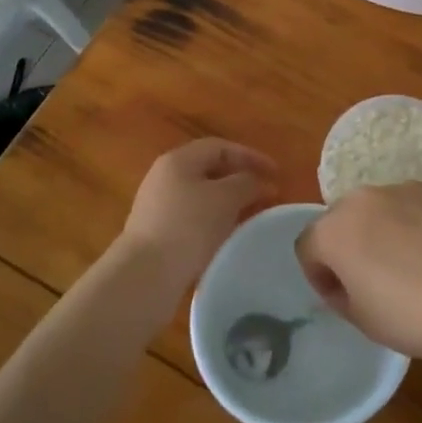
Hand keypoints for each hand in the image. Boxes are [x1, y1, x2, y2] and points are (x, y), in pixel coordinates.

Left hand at [120, 138, 277, 280]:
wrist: (145, 275)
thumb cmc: (188, 226)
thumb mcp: (225, 198)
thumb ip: (247, 183)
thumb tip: (259, 182)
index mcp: (178, 160)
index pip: (219, 147)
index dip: (250, 156)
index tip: (276, 173)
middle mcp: (164, 177)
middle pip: (209, 169)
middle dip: (241, 179)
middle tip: (267, 194)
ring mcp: (158, 206)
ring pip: (202, 195)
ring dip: (229, 202)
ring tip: (253, 216)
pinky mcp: (158, 233)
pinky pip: (194, 217)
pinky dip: (216, 221)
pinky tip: (229, 236)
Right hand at [296, 183, 421, 360]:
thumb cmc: (409, 315)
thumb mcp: (360, 318)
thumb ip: (339, 292)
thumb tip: (344, 280)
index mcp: (332, 231)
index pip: (307, 247)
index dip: (319, 275)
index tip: (340, 296)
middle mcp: (359, 199)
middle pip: (339, 220)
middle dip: (346, 245)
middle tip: (370, 278)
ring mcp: (397, 189)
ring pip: (374, 208)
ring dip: (377, 229)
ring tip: (405, 261)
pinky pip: (406, 204)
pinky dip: (410, 220)